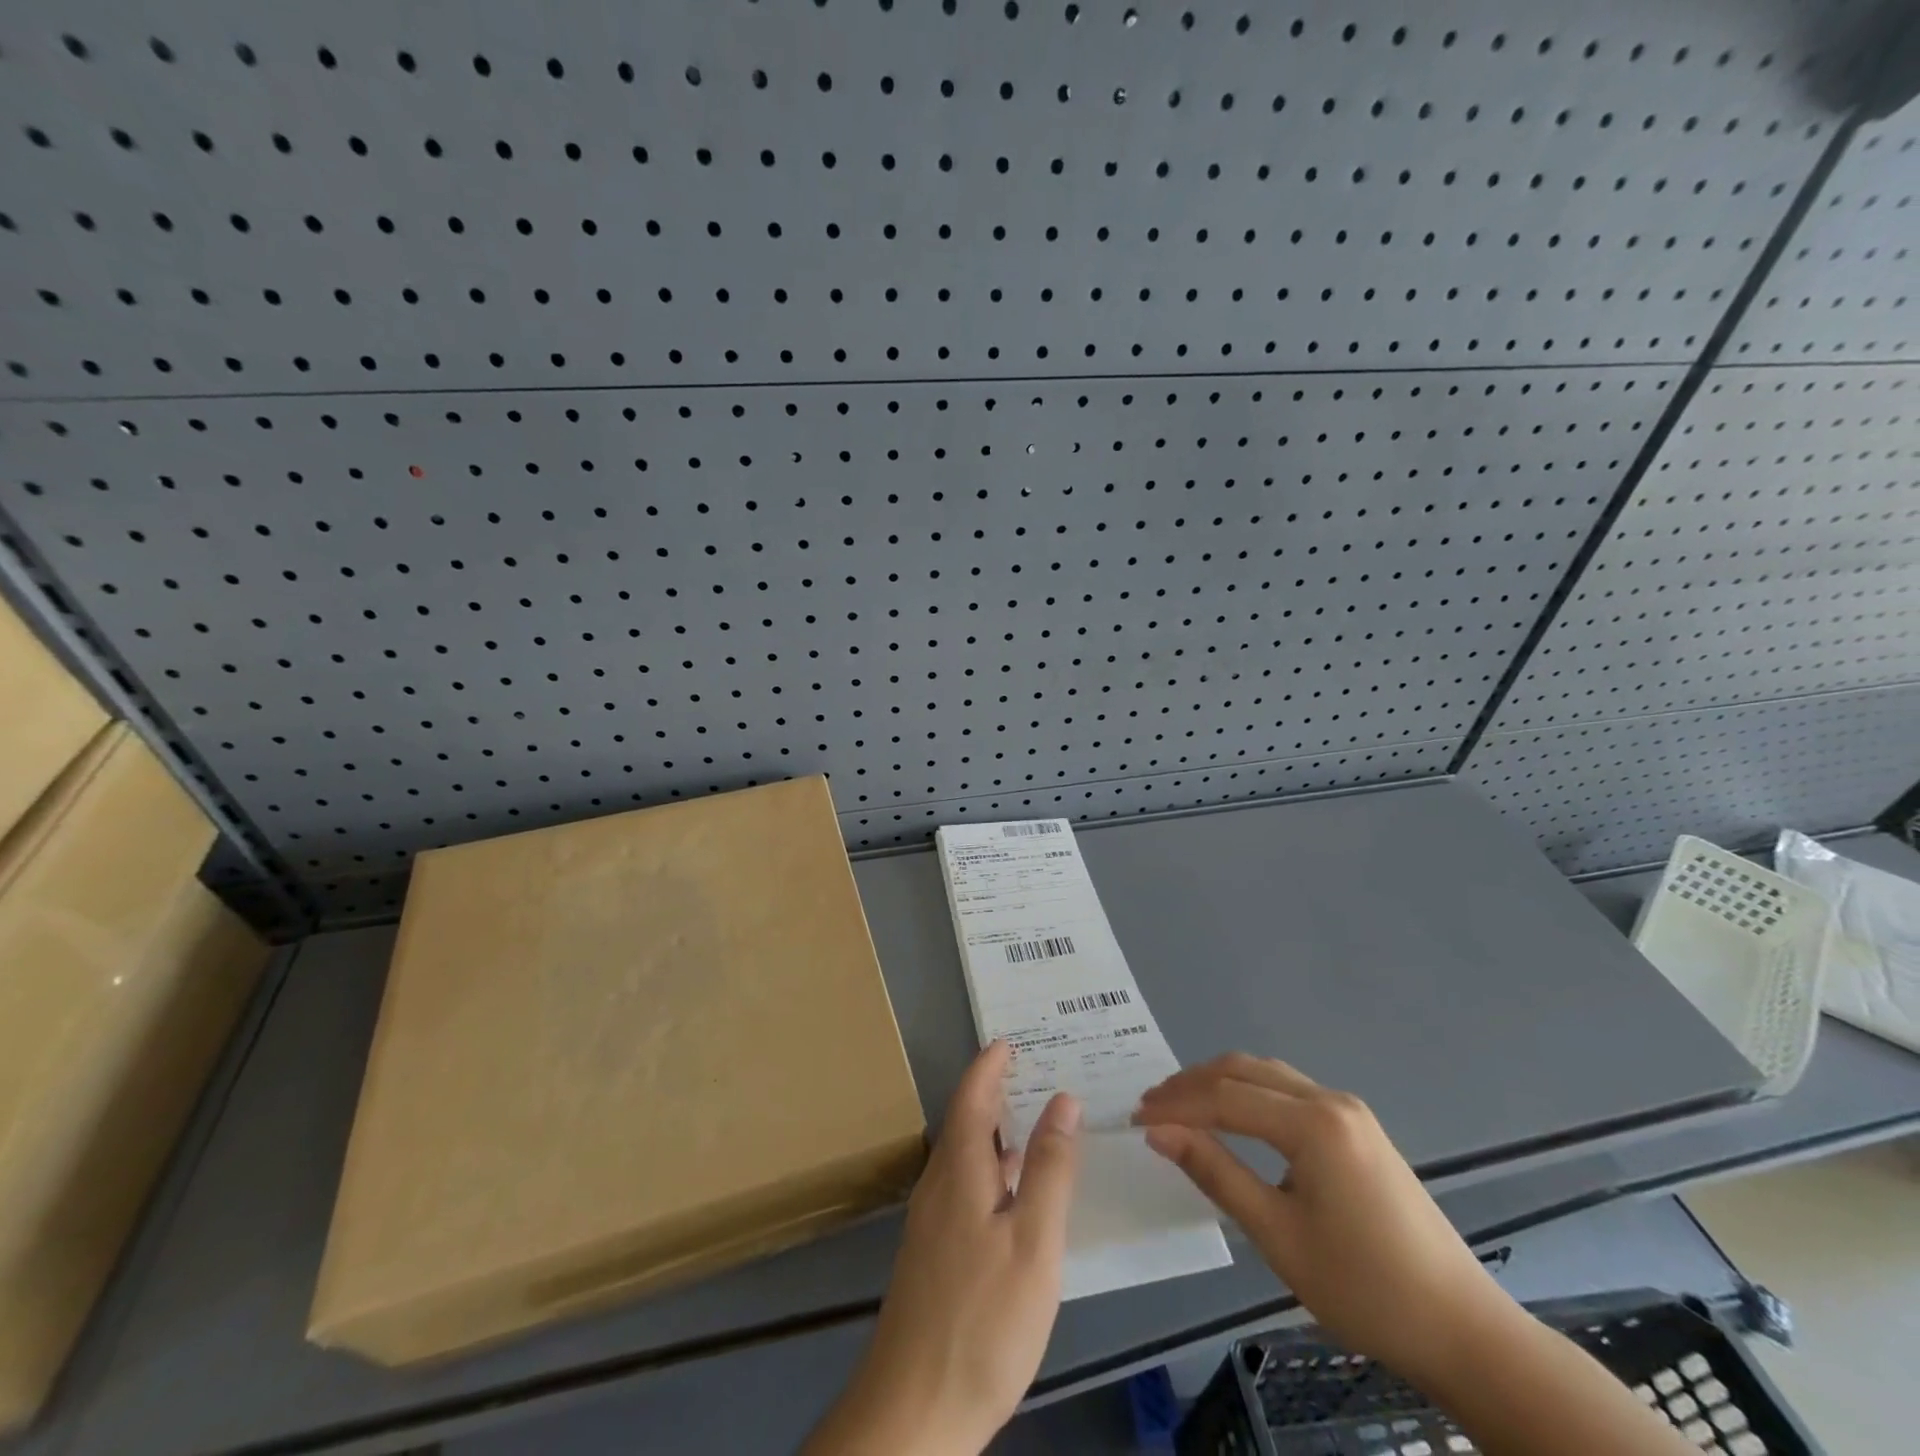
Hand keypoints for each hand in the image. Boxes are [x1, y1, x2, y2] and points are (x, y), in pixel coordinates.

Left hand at [804, 1041, 1082, 1455]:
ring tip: (1029, 1119)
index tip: (1009, 1041)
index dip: (989, 1066)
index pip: (972, 1097)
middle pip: (965, 1121)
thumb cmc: (983, 1319)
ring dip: (992, 1129)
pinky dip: (989, 1166)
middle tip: (1031, 1071)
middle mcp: (938, 1185)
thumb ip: (1050, 1170)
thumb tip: (1063, 1100)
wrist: (913, 1411)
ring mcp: (931, 1222)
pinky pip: (963, 1185)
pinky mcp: (933, 1255)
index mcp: (959, 1170)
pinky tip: (1012, 1190)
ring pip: (964, 1156)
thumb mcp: (1034, 1242)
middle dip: (993, 1091)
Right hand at [1134, 1053, 1511, 1389]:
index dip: (1176, 1105)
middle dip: (1192, 1084)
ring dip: (1220, 1084)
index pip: (1225, 1098)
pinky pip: (1289, 1092)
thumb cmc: (1364, 1288)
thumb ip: (1215, 1172)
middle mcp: (1331, 1100)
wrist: (1464, 1330)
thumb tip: (1160, 1132)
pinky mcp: (1358, 1128)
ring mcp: (1349, 1111)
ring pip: (1267, 1075)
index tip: (1136, 1118)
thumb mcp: (1278, 1234)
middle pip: (1244, 1071)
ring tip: (1181, 1106)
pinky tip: (1232, 1116)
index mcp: (1313, 1124)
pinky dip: (1249, 1095)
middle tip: (1151, 1106)